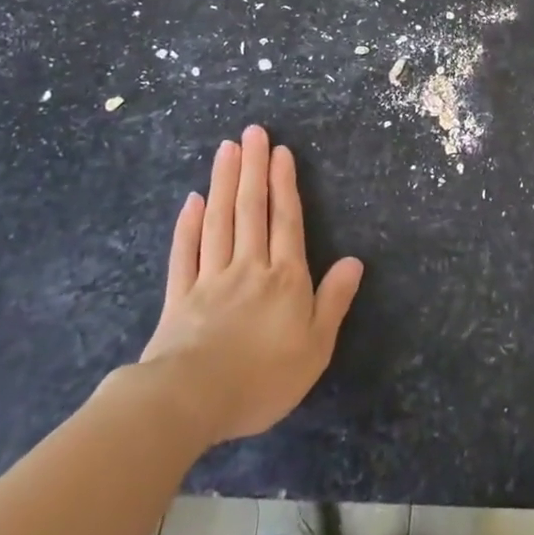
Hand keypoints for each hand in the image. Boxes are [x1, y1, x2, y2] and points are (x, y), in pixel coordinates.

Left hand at [137, 126, 363, 445]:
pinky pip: (184, 254)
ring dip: (224, 183)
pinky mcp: (178, 298)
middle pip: (250, 210)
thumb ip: (334, 300)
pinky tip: (192, 201)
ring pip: (219, 222)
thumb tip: (355, 260)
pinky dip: (188, 225)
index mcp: (284, 278)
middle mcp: (248, 267)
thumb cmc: (263, 377)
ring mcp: (209, 280)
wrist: (191, 401)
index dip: (285, 184)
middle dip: (253, 169)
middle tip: (251, 133)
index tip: (280, 151)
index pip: (286, 221)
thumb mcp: (316, 346)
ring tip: (226, 150)